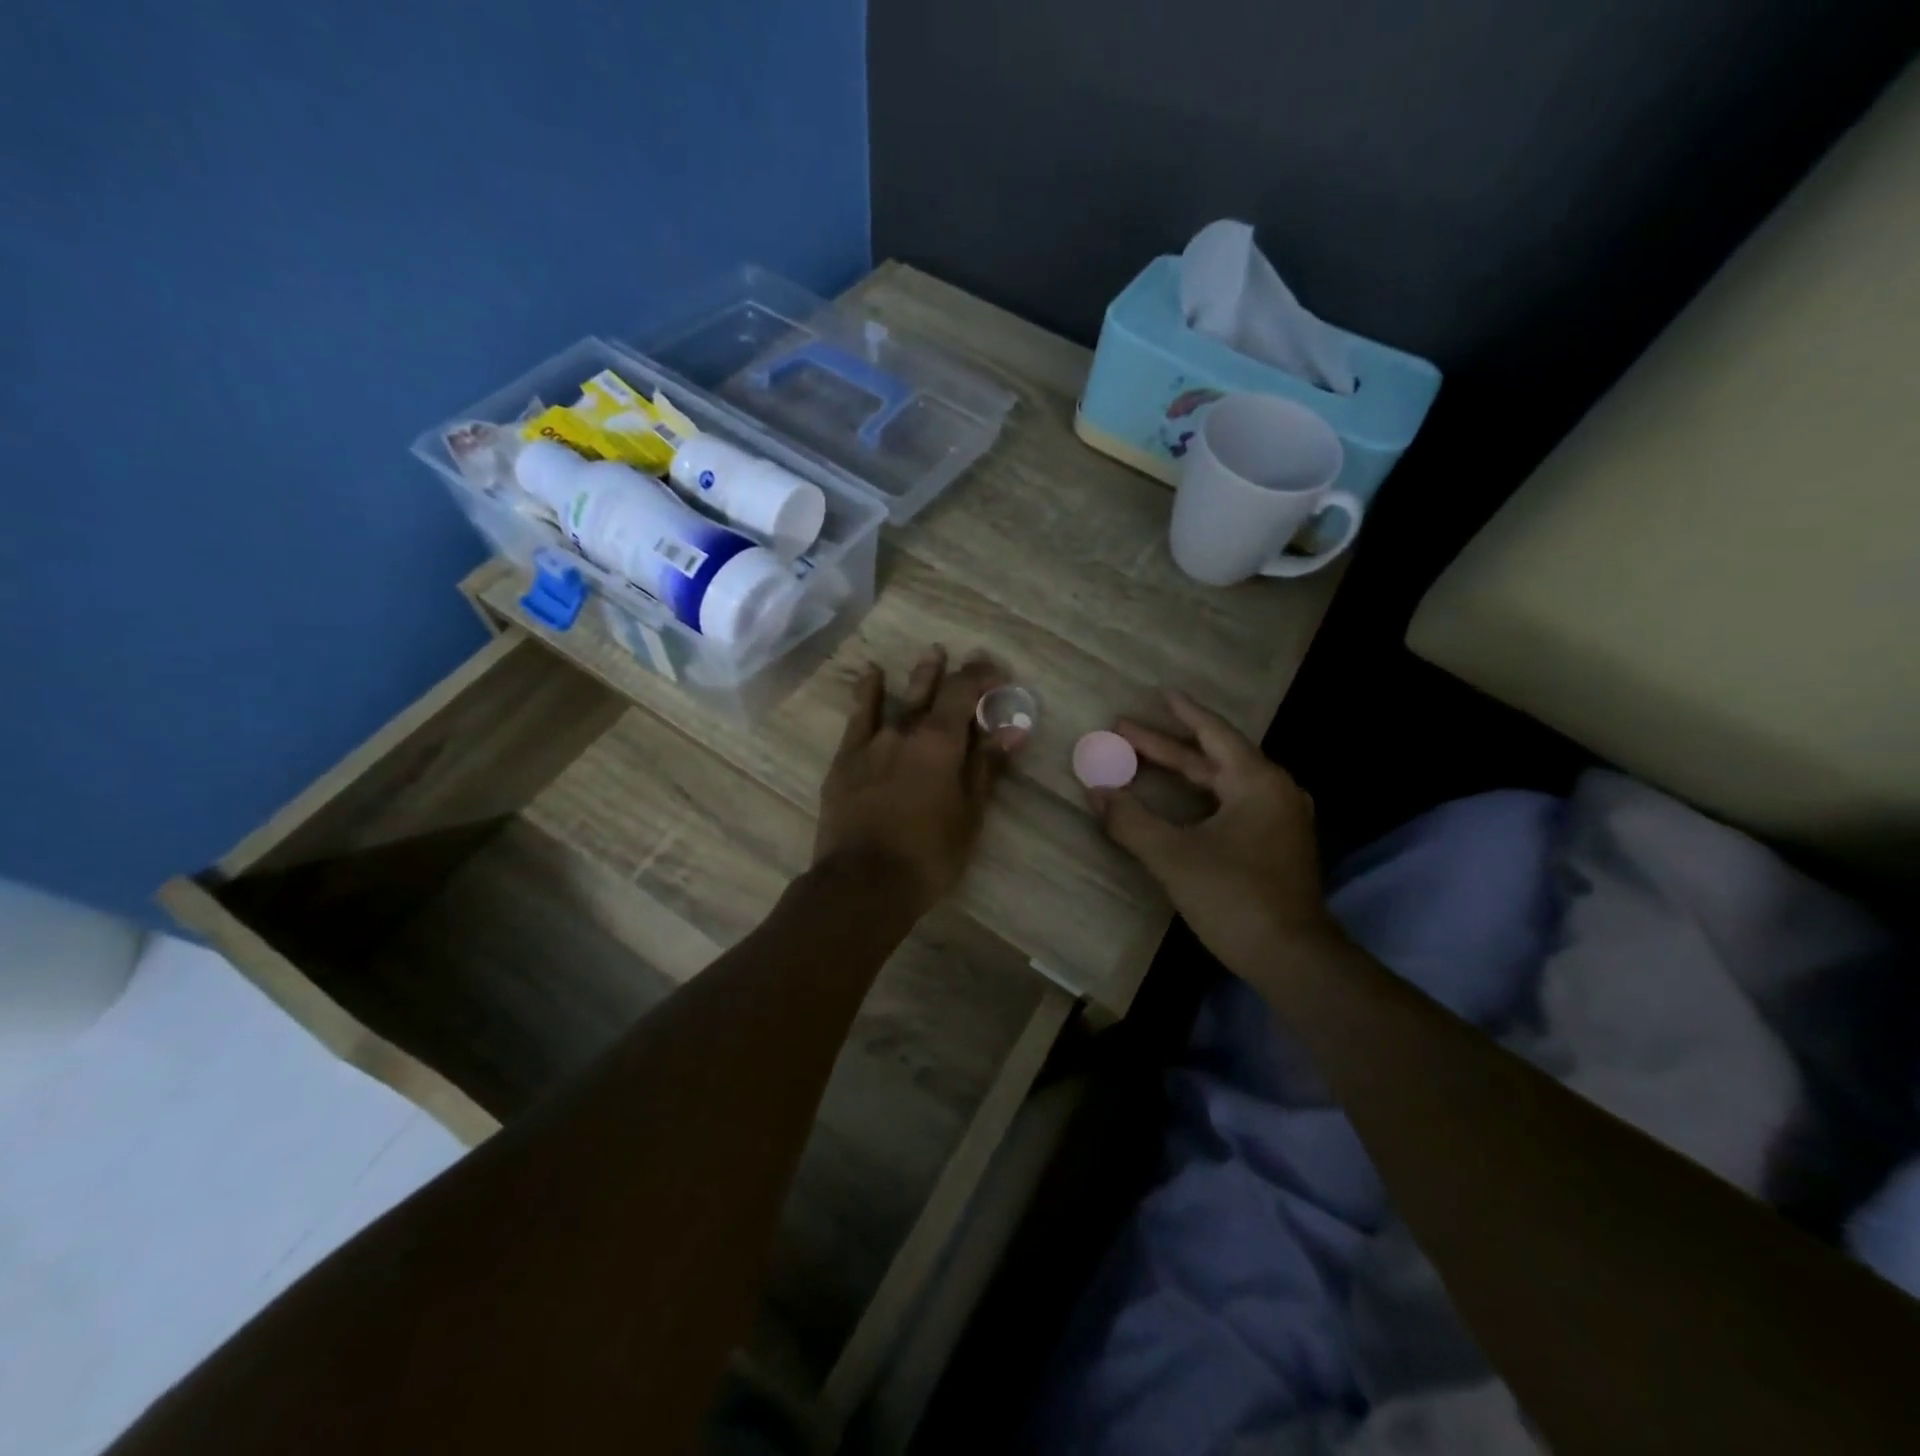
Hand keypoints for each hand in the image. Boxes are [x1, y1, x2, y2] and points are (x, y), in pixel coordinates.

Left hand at [815, 646, 1023, 911]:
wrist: (863, 882)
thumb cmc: (928, 854)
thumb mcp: (969, 815)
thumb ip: (987, 767)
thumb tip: (1013, 730)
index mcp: (940, 742)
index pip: (963, 692)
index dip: (981, 676)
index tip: (997, 673)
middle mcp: (906, 731)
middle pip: (932, 691)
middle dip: (953, 673)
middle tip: (967, 658)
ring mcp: (872, 743)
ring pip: (899, 699)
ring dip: (919, 676)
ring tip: (931, 653)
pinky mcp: (846, 759)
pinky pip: (858, 717)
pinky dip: (867, 692)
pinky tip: (871, 674)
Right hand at [1088, 691, 1343, 975]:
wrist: (1293, 957)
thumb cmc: (1234, 897)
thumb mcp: (1173, 856)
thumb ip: (1131, 820)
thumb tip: (1095, 791)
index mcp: (1256, 781)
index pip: (1213, 733)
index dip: (1183, 712)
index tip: (1160, 693)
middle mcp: (1275, 790)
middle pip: (1214, 756)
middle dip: (1168, 745)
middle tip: (1125, 732)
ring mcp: (1281, 818)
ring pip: (1224, 781)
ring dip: (1185, 770)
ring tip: (1146, 760)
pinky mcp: (1278, 843)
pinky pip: (1234, 802)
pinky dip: (1202, 794)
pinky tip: (1182, 801)